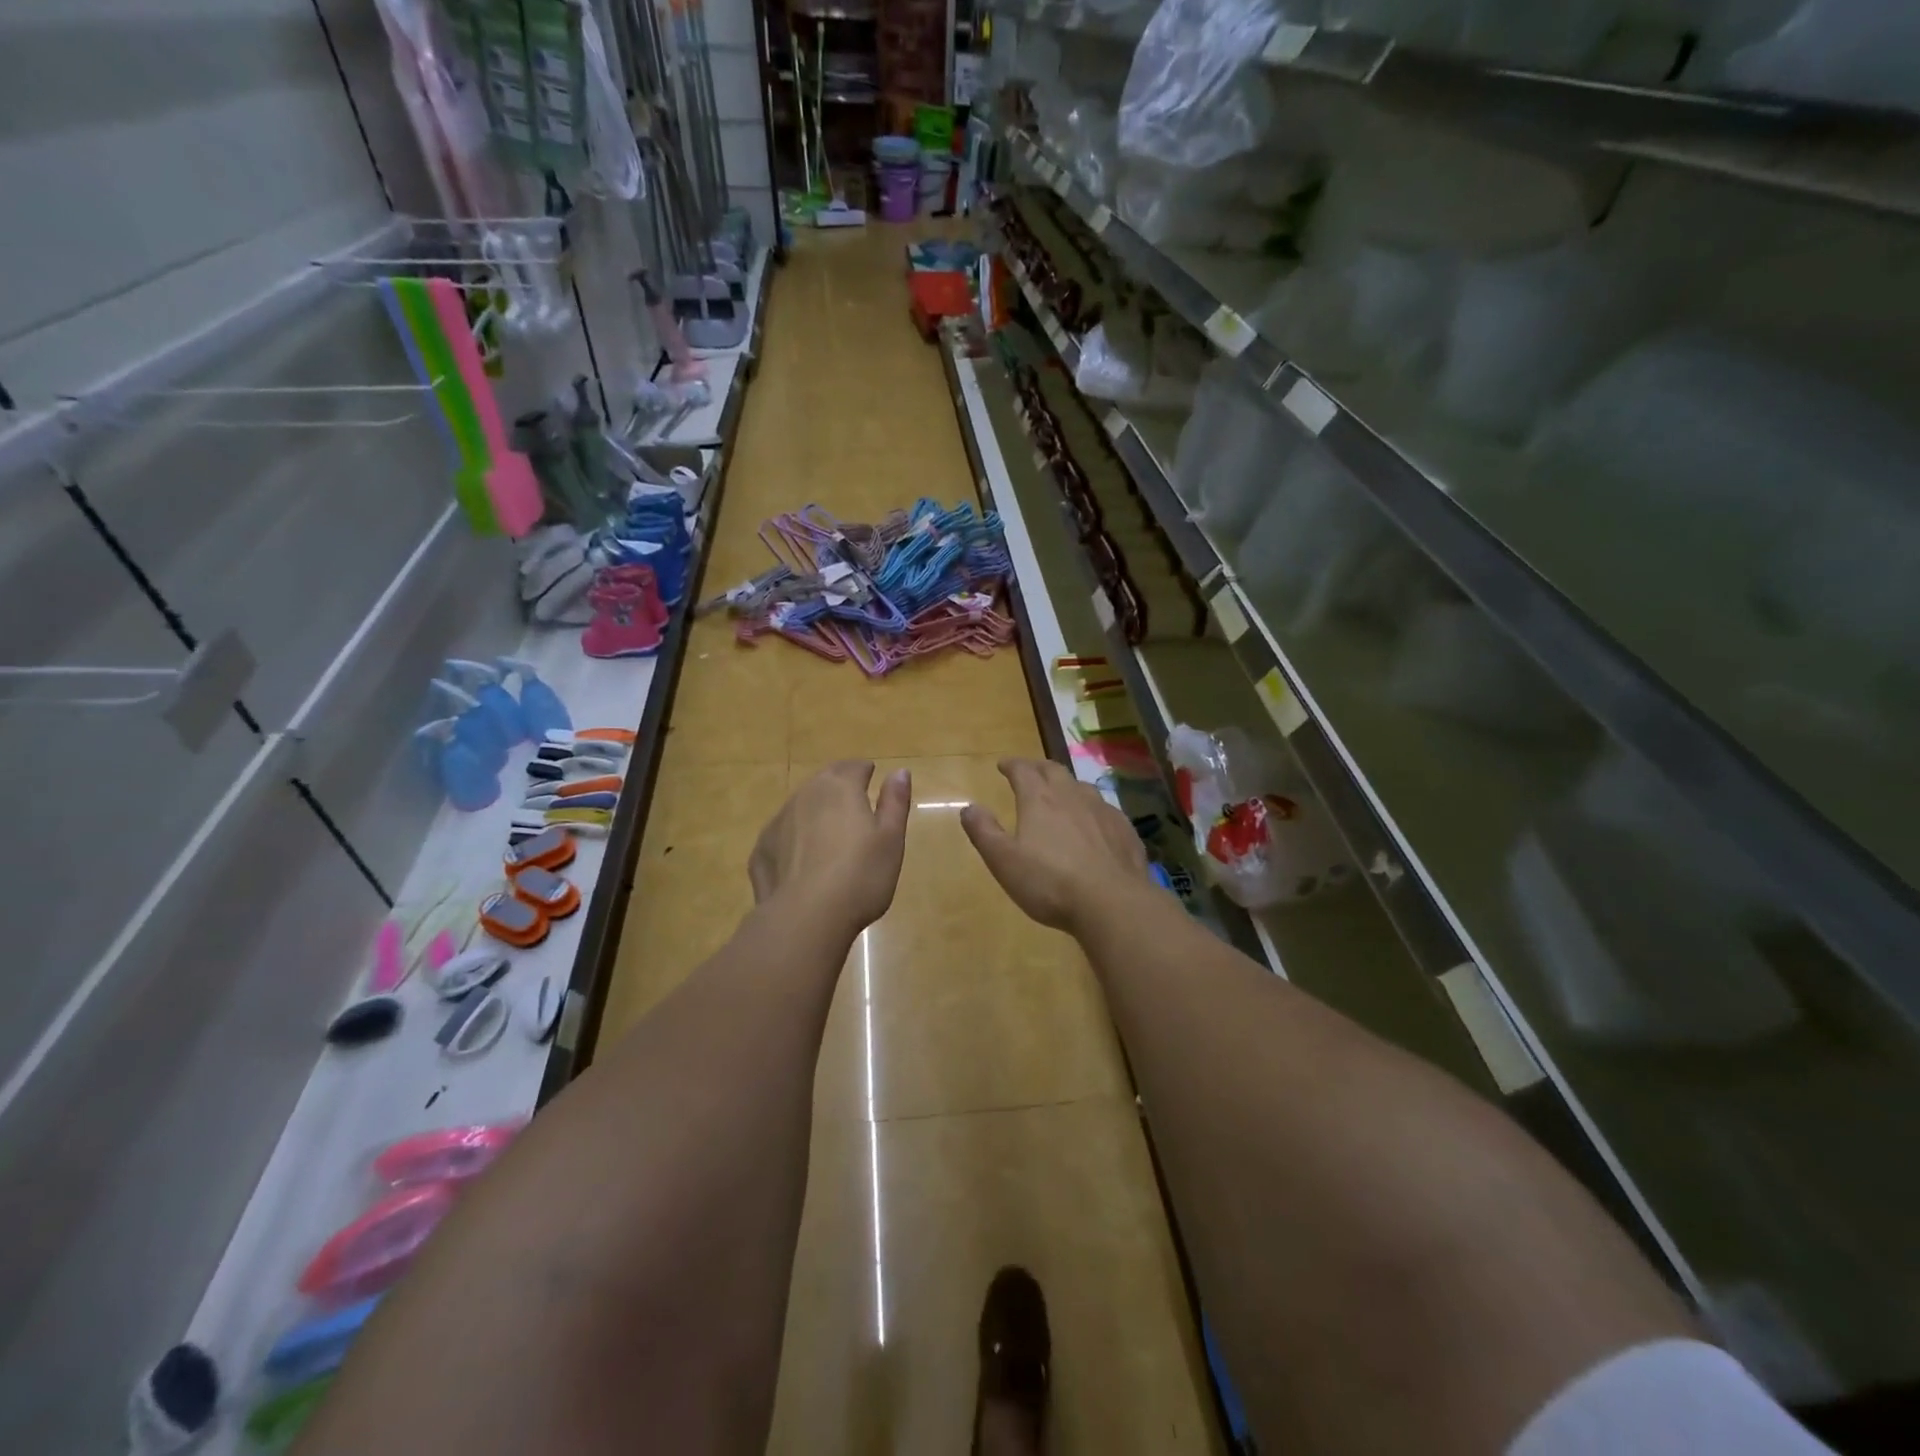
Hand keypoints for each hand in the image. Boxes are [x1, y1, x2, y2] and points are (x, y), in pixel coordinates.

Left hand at [749, 761, 911, 935]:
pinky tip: (803, 862)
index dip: (864, 771)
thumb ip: (895, 802)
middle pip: (824, 781)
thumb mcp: (890, 839)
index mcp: (840, 788)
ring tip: (829, 834)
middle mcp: (805, 795)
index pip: (854, 767)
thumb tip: (900, 771)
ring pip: (800, 807)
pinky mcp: (761, 850)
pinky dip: (794, 840)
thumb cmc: (860, 876)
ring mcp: (778, 822)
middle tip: (852, 802)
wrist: (805, 918)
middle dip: (839, 786)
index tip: (871, 777)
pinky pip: (783, 835)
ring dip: (815, 812)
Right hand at [960, 758, 1149, 932]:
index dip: (1011, 765)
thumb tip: (968, 807)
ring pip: (1082, 787)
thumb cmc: (1050, 882)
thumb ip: (984, 832)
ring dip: (1067, 785)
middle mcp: (1071, 795)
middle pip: (1053, 770)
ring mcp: (1102, 810)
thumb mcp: (1004, 861)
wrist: (1112, 902)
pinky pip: (1104, 809)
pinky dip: (1092, 808)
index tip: (1003, 765)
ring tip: (1061, 793)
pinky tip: (1093, 822)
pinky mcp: (1124, 829)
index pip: (1022, 770)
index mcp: (1039, 799)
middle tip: (1030, 771)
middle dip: (1038, 768)